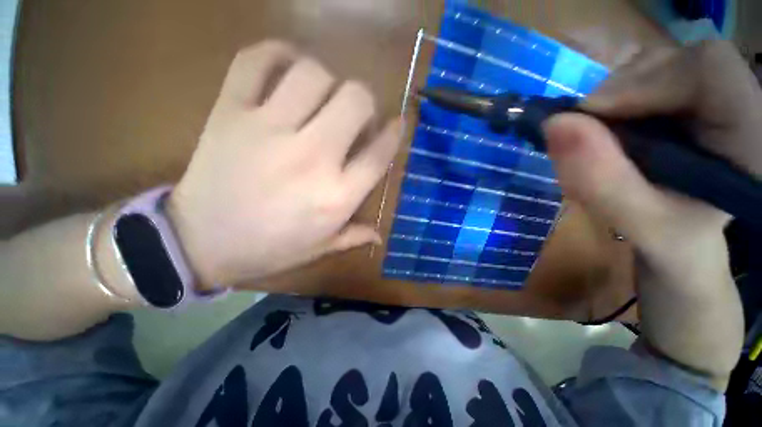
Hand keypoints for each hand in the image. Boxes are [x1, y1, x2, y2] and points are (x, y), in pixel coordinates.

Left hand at [167, 41, 401, 288]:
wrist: (199, 243)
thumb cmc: (270, 249)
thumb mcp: (320, 248)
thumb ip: (354, 236)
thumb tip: (380, 234)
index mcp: (336, 196)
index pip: (379, 153)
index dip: (394, 133)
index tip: (397, 124)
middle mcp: (312, 158)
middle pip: (355, 100)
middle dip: (364, 102)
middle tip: (354, 115)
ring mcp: (269, 130)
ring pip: (313, 73)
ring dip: (326, 80)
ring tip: (321, 97)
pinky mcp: (230, 112)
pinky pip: (256, 61)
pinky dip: (275, 53)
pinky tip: (286, 67)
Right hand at [545, 40, 761, 269]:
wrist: (683, 237)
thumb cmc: (671, 238)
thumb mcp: (637, 223)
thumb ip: (600, 180)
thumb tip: (554, 124)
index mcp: (753, 137)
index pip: (708, 70)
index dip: (644, 81)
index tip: (590, 116)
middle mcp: (740, 103)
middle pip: (678, 60)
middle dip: (621, 91)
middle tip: (587, 131)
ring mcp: (715, 95)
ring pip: (657, 65)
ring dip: (614, 96)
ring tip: (600, 136)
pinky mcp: (690, 97)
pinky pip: (647, 76)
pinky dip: (616, 99)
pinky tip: (611, 129)